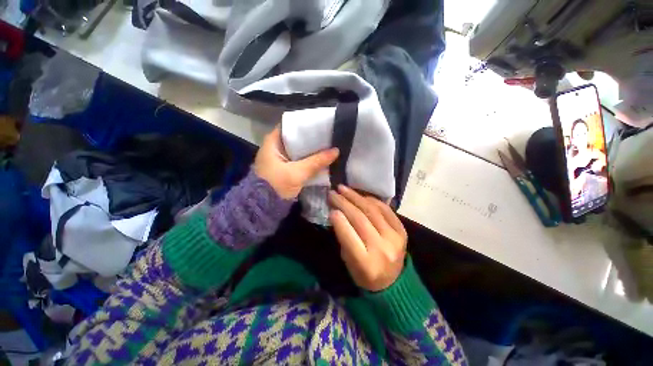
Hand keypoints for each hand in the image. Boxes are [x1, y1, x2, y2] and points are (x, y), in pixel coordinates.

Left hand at [254, 125, 338, 198]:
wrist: (263, 207)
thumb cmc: (276, 185)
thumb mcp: (297, 173)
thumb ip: (316, 161)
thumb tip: (336, 151)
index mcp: (272, 142)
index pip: (290, 126)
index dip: (305, 125)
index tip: (321, 124)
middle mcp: (275, 147)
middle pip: (296, 138)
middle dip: (311, 138)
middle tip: (328, 135)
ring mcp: (279, 158)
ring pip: (298, 150)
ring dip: (310, 150)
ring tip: (328, 145)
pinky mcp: (283, 168)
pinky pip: (298, 159)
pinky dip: (307, 159)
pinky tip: (320, 158)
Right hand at [329, 185, 406, 291]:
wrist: (392, 282)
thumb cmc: (364, 274)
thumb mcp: (348, 261)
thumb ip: (343, 237)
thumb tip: (337, 213)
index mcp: (366, 264)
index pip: (349, 237)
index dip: (339, 220)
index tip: (330, 208)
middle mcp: (382, 249)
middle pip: (360, 219)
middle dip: (344, 203)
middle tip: (333, 193)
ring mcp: (395, 238)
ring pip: (372, 211)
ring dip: (356, 197)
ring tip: (343, 189)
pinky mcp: (402, 231)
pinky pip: (385, 209)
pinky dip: (371, 200)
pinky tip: (360, 195)